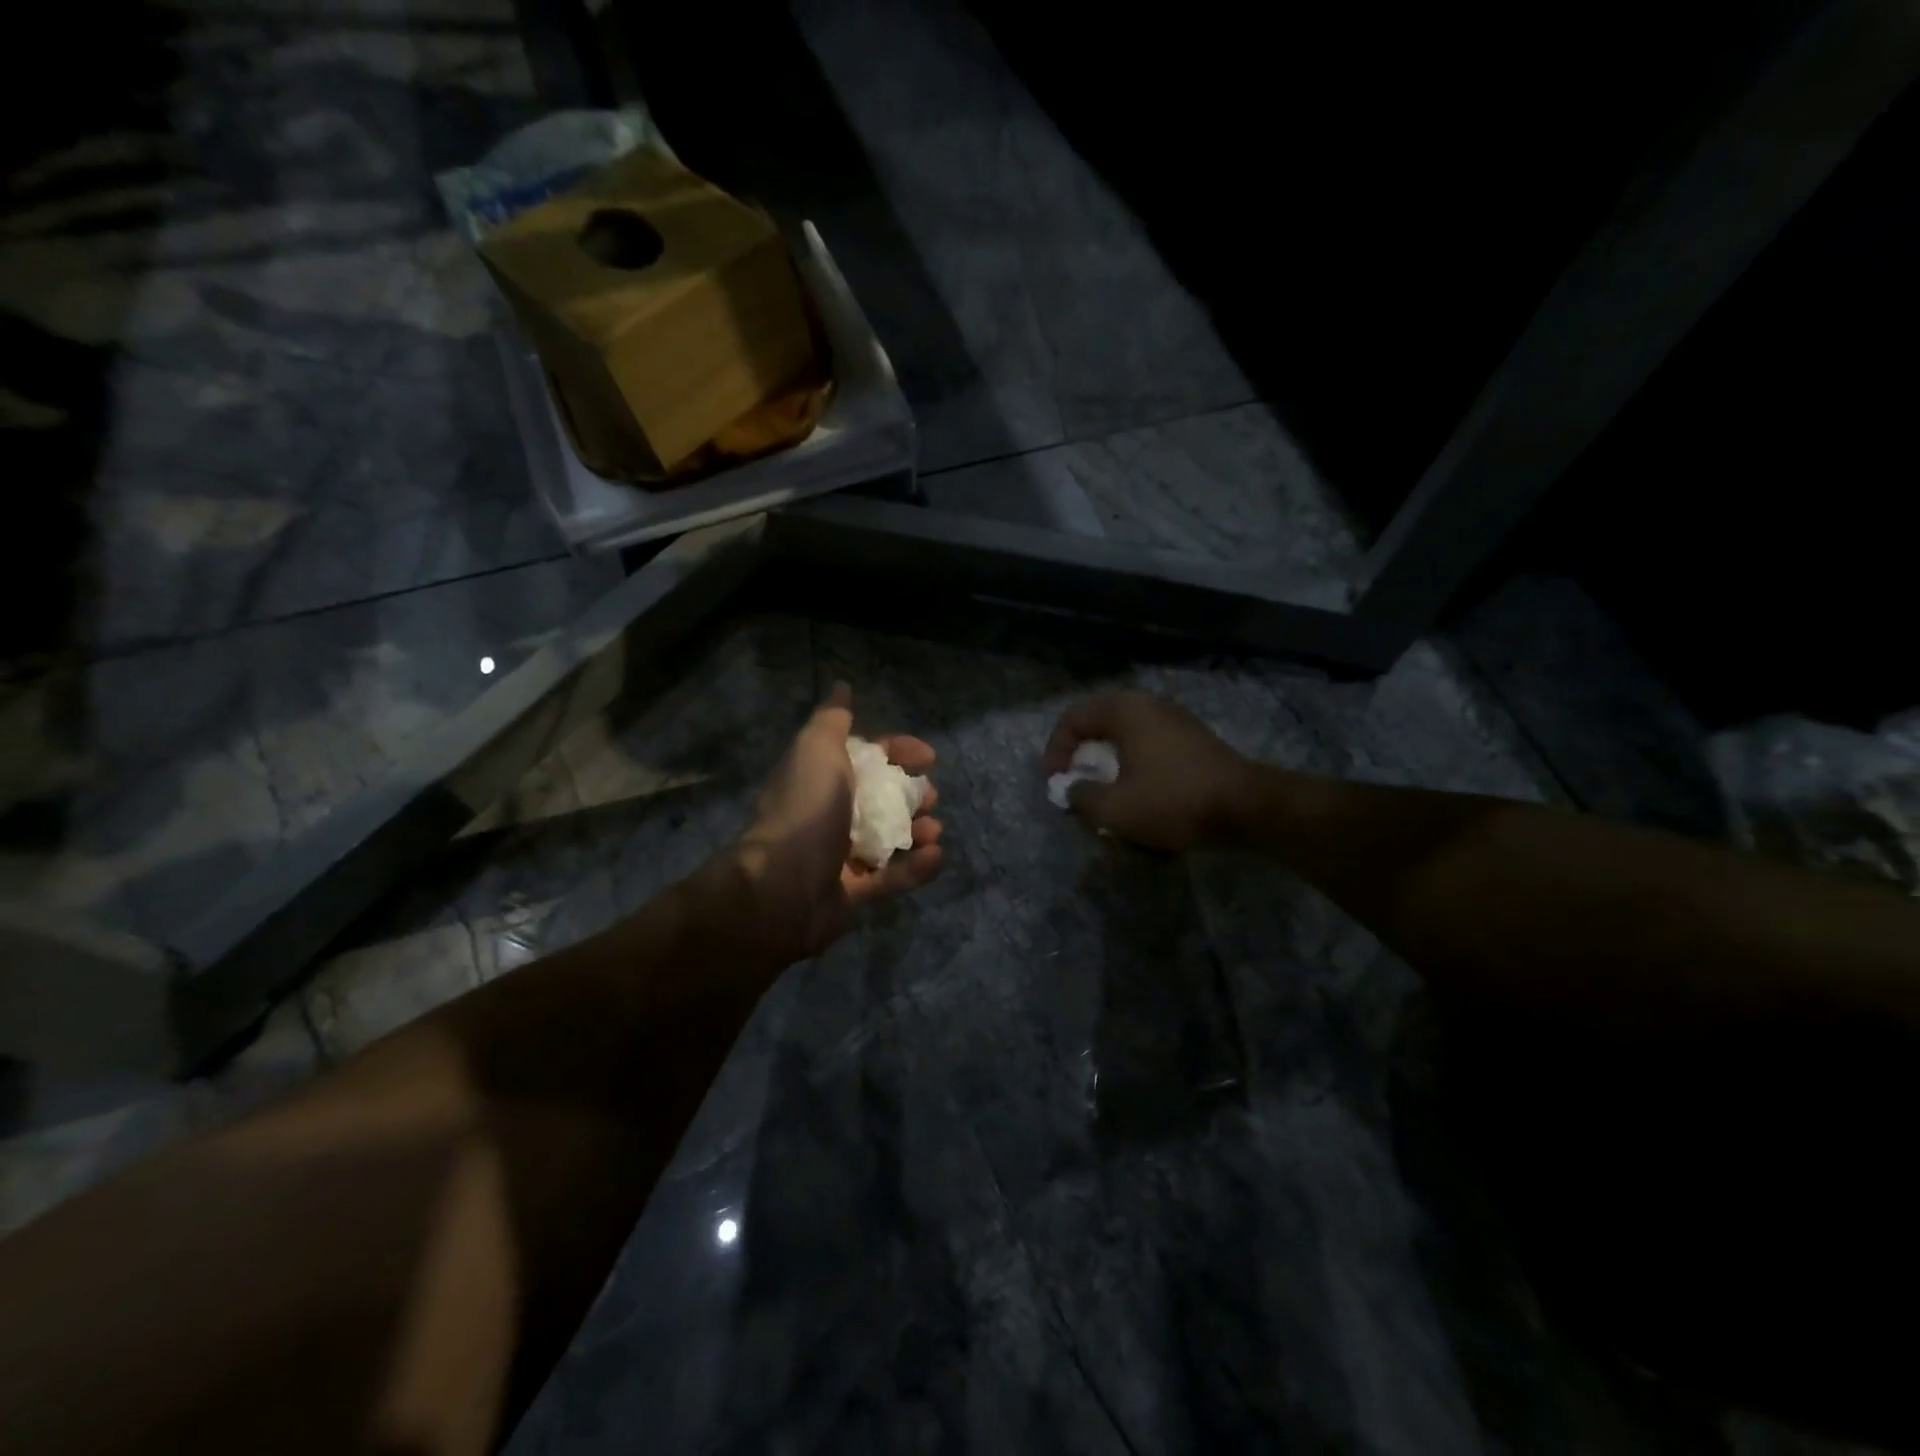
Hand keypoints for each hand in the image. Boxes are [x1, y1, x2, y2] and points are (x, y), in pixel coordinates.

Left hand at [733, 682, 943, 962]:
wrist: (782, 887)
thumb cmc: (806, 810)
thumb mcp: (817, 750)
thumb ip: (833, 720)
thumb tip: (841, 686)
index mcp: (821, 777)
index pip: (867, 757)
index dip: (898, 751)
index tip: (928, 757)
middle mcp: (829, 813)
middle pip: (883, 798)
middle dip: (913, 794)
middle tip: (930, 797)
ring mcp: (841, 856)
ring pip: (891, 838)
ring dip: (918, 830)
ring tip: (932, 830)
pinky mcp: (853, 892)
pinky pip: (892, 877)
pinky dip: (916, 868)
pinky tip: (934, 856)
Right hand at [1043, 690, 1252, 851]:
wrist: (1246, 807)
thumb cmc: (1173, 800)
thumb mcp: (1115, 809)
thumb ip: (1081, 797)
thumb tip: (1070, 790)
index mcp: (1124, 710)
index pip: (1072, 719)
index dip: (1055, 751)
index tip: (1056, 784)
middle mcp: (1148, 704)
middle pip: (1098, 724)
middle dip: (1081, 757)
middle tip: (1076, 786)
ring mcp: (1173, 719)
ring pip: (1124, 736)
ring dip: (1107, 763)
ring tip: (1104, 794)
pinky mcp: (1191, 739)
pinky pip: (1147, 745)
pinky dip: (1132, 765)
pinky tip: (1137, 794)